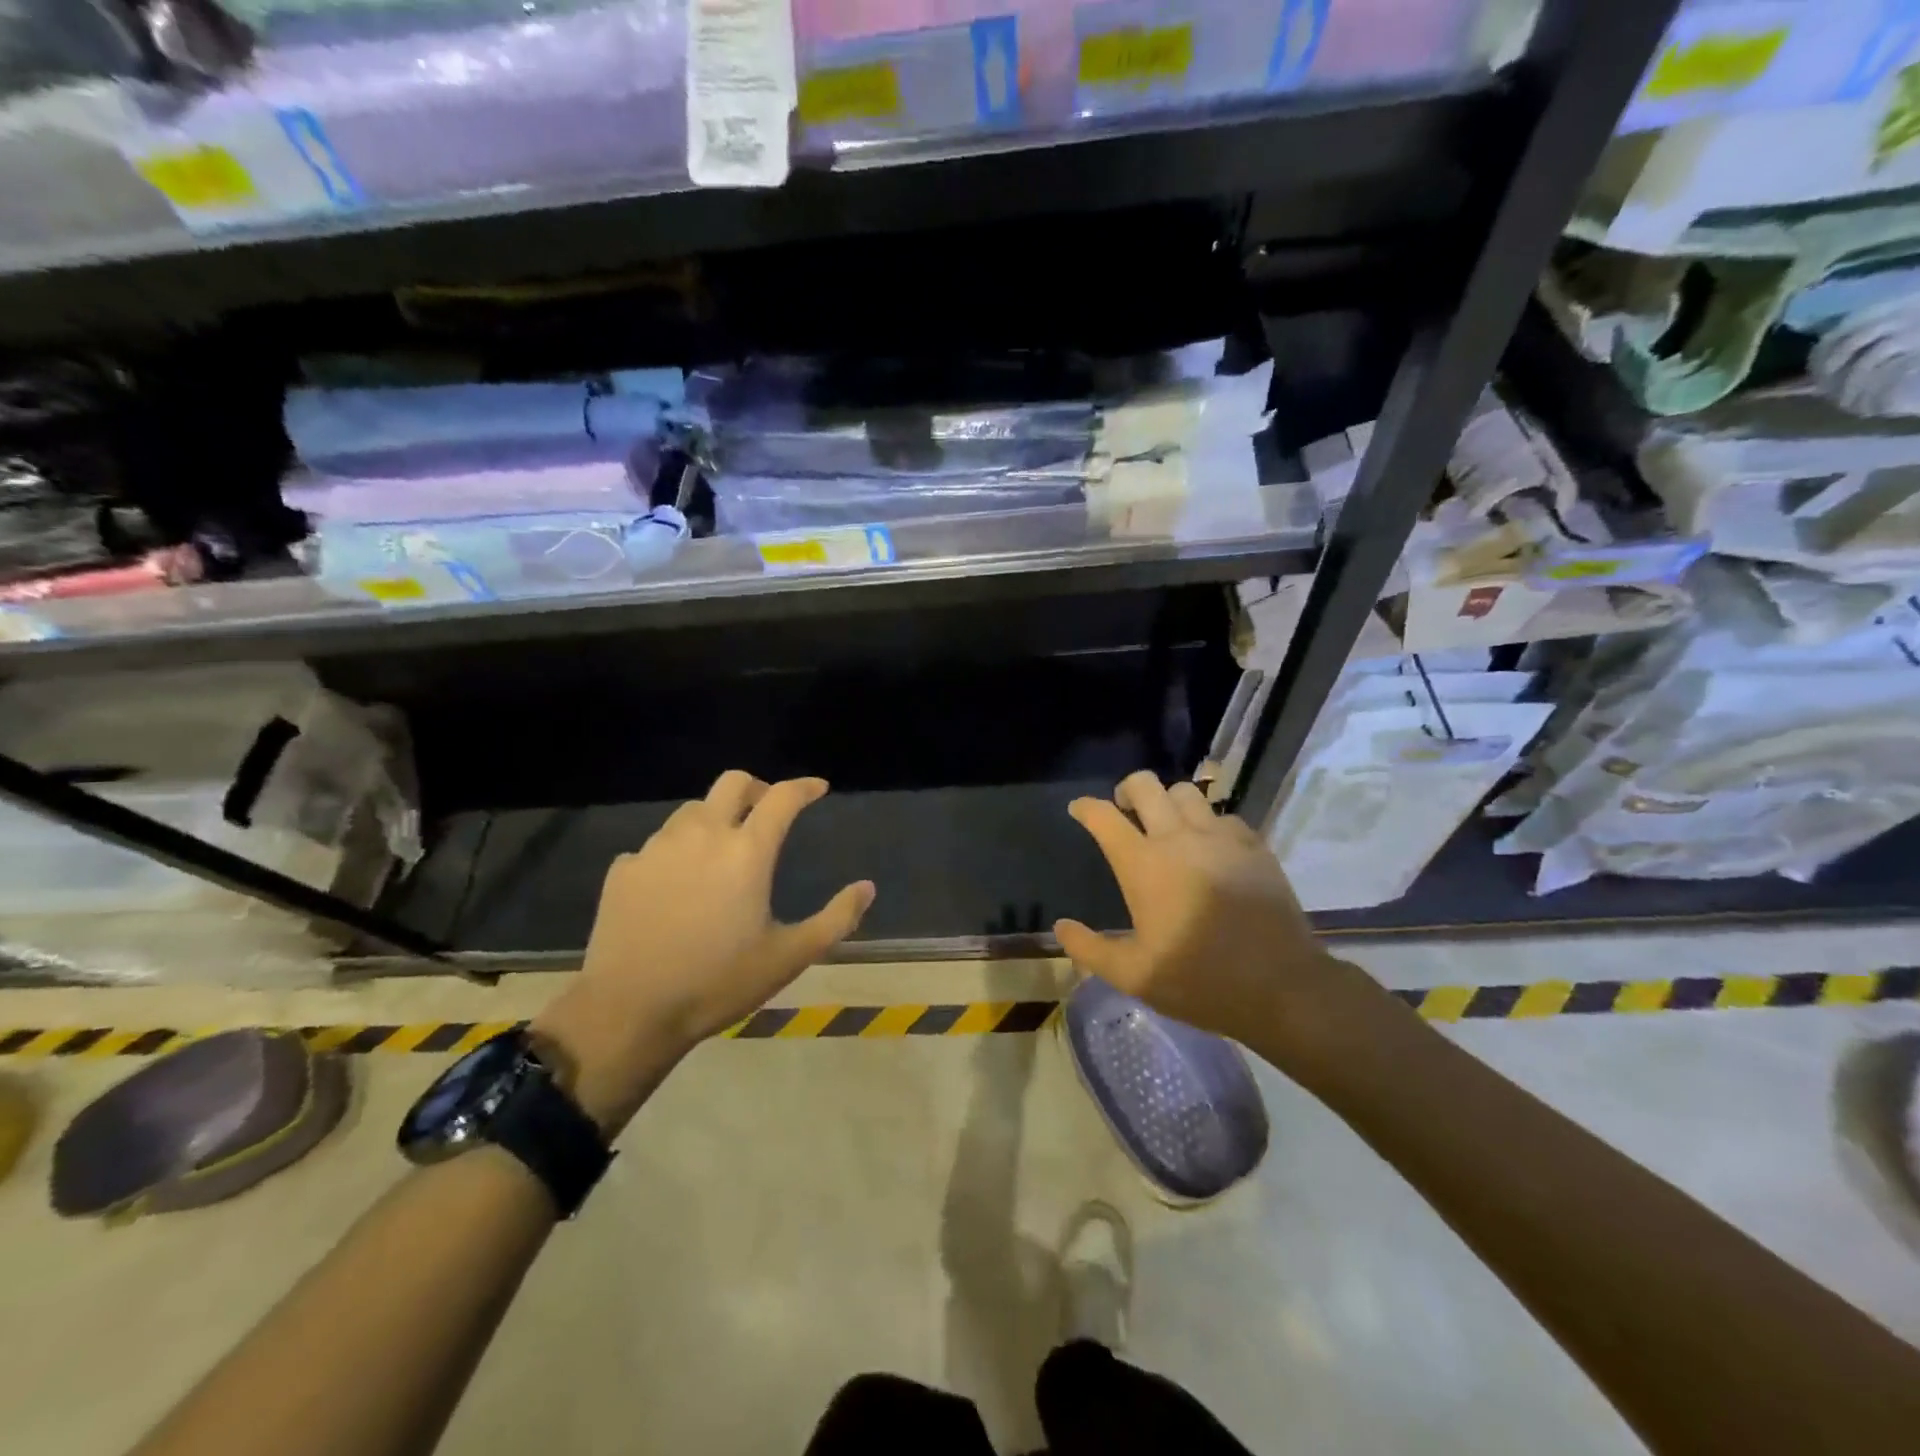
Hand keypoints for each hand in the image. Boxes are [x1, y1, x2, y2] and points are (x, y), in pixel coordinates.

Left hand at [534, 772, 873, 1131]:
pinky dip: (676, 852)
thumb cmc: (719, 983)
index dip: (804, 787)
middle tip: (768, 811)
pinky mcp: (623, 869)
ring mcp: (656, 848)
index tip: (818, 788)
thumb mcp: (790, 956)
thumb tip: (867, 887)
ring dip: (715, 819)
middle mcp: (702, 835)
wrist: (630, 1012)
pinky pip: (657, 845)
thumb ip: (836, 918)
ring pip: (692, 811)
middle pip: (732, 783)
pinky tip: (677, 885)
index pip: (782, 797)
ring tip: (721, 851)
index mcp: (747, 852)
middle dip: (757, 788)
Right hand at [1055, 771, 1380, 1067]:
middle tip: (1124, 812)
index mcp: (1143, 865)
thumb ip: (1090, 950)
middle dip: (1126, 790)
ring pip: (1187, 792)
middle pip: (1145, 785)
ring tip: (1168, 826)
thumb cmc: (1199, 981)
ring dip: (1168, 802)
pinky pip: (1223, 816)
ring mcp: (1220, 838)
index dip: (1085, 807)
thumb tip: (1062, 926)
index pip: (1103, 817)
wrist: (1281, 987)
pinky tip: (1210, 848)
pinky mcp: (1254, 846)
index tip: (1079, 809)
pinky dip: (1208, 823)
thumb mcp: (1134, 977)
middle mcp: (1178, 839)